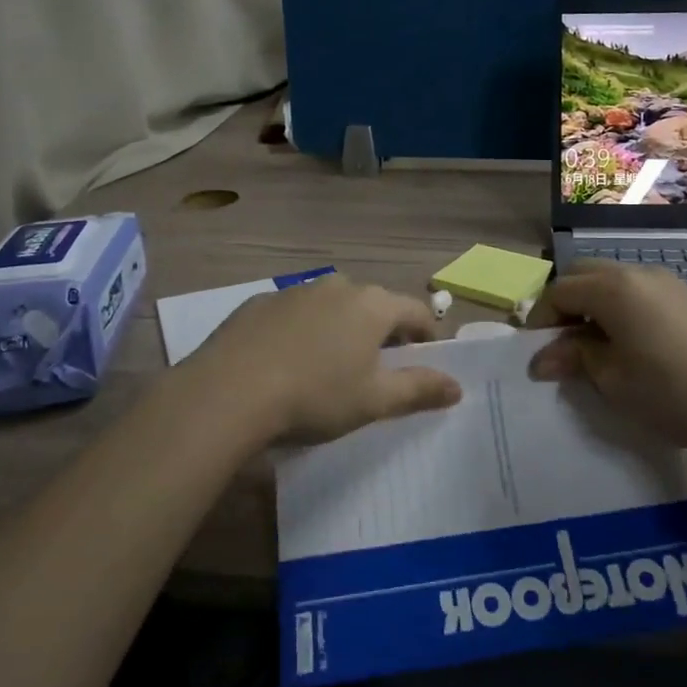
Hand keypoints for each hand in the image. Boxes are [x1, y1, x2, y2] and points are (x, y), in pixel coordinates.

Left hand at [185, 275, 461, 444]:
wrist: (229, 392)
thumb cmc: (315, 395)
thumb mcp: (374, 400)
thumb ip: (419, 389)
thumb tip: (457, 386)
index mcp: (372, 304)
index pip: (415, 312)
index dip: (426, 336)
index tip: (423, 361)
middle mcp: (337, 286)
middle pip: (374, 305)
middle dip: (381, 331)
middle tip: (376, 368)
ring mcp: (295, 291)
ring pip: (332, 306)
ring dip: (340, 328)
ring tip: (329, 366)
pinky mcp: (259, 303)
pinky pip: (294, 314)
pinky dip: (301, 331)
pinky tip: (286, 362)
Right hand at [526, 260, 686, 460]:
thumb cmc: (671, 392)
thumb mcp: (612, 379)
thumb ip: (574, 357)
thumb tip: (542, 358)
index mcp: (612, 288)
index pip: (559, 291)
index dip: (540, 320)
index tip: (537, 352)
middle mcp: (636, 272)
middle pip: (583, 274)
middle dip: (564, 304)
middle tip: (562, 344)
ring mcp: (665, 281)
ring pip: (612, 280)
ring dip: (592, 304)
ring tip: (593, 346)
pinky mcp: (686, 295)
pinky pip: (638, 290)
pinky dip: (619, 307)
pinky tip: (629, 342)